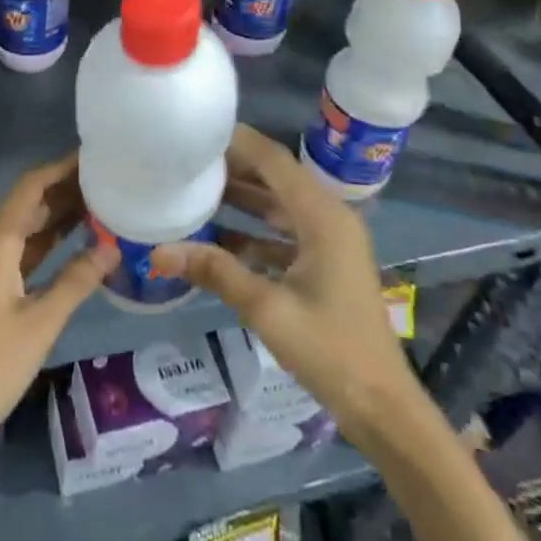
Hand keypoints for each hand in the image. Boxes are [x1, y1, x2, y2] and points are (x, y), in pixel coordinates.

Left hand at [0, 152, 118, 460]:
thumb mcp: (40, 322)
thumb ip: (77, 279)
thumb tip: (113, 246)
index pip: (30, 188)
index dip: (60, 168)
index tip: (92, 155)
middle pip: (27, 205)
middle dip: (64, 190)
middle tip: (107, 178)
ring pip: (24, 230)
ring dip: (57, 216)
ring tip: (100, 202)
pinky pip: (20, 253)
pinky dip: (46, 244)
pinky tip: (75, 242)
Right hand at [153, 124, 416, 439]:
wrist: (381, 407)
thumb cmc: (330, 351)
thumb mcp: (267, 308)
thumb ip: (215, 272)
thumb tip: (158, 251)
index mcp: (323, 216)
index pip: (274, 161)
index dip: (237, 142)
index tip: (196, 133)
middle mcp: (328, 218)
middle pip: (275, 178)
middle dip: (233, 168)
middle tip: (186, 161)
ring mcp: (328, 242)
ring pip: (278, 206)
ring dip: (241, 199)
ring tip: (193, 189)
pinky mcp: (324, 264)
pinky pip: (283, 234)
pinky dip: (252, 232)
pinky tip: (216, 240)